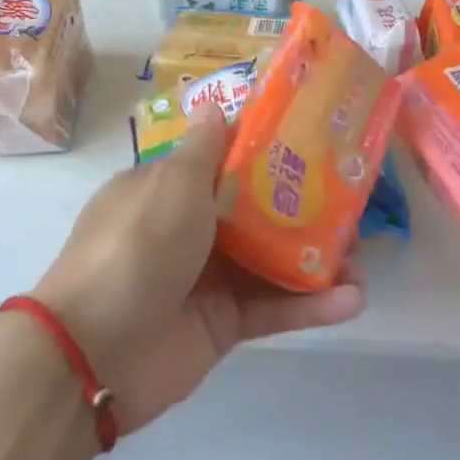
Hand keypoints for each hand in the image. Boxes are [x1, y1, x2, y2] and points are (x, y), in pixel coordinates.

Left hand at [28, 104, 366, 431]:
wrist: (95, 352)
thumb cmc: (137, 247)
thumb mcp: (171, 184)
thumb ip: (205, 150)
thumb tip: (215, 107)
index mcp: (168, 190)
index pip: (225, 164)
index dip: (269, 154)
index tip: (318, 145)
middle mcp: (188, 230)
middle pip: (258, 213)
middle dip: (306, 210)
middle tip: (353, 207)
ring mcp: (207, 278)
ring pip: (272, 261)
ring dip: (317, 261)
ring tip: (364, 260)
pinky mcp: (224, 324)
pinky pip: (272, 308)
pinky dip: (310, 305)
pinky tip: (353, 300)